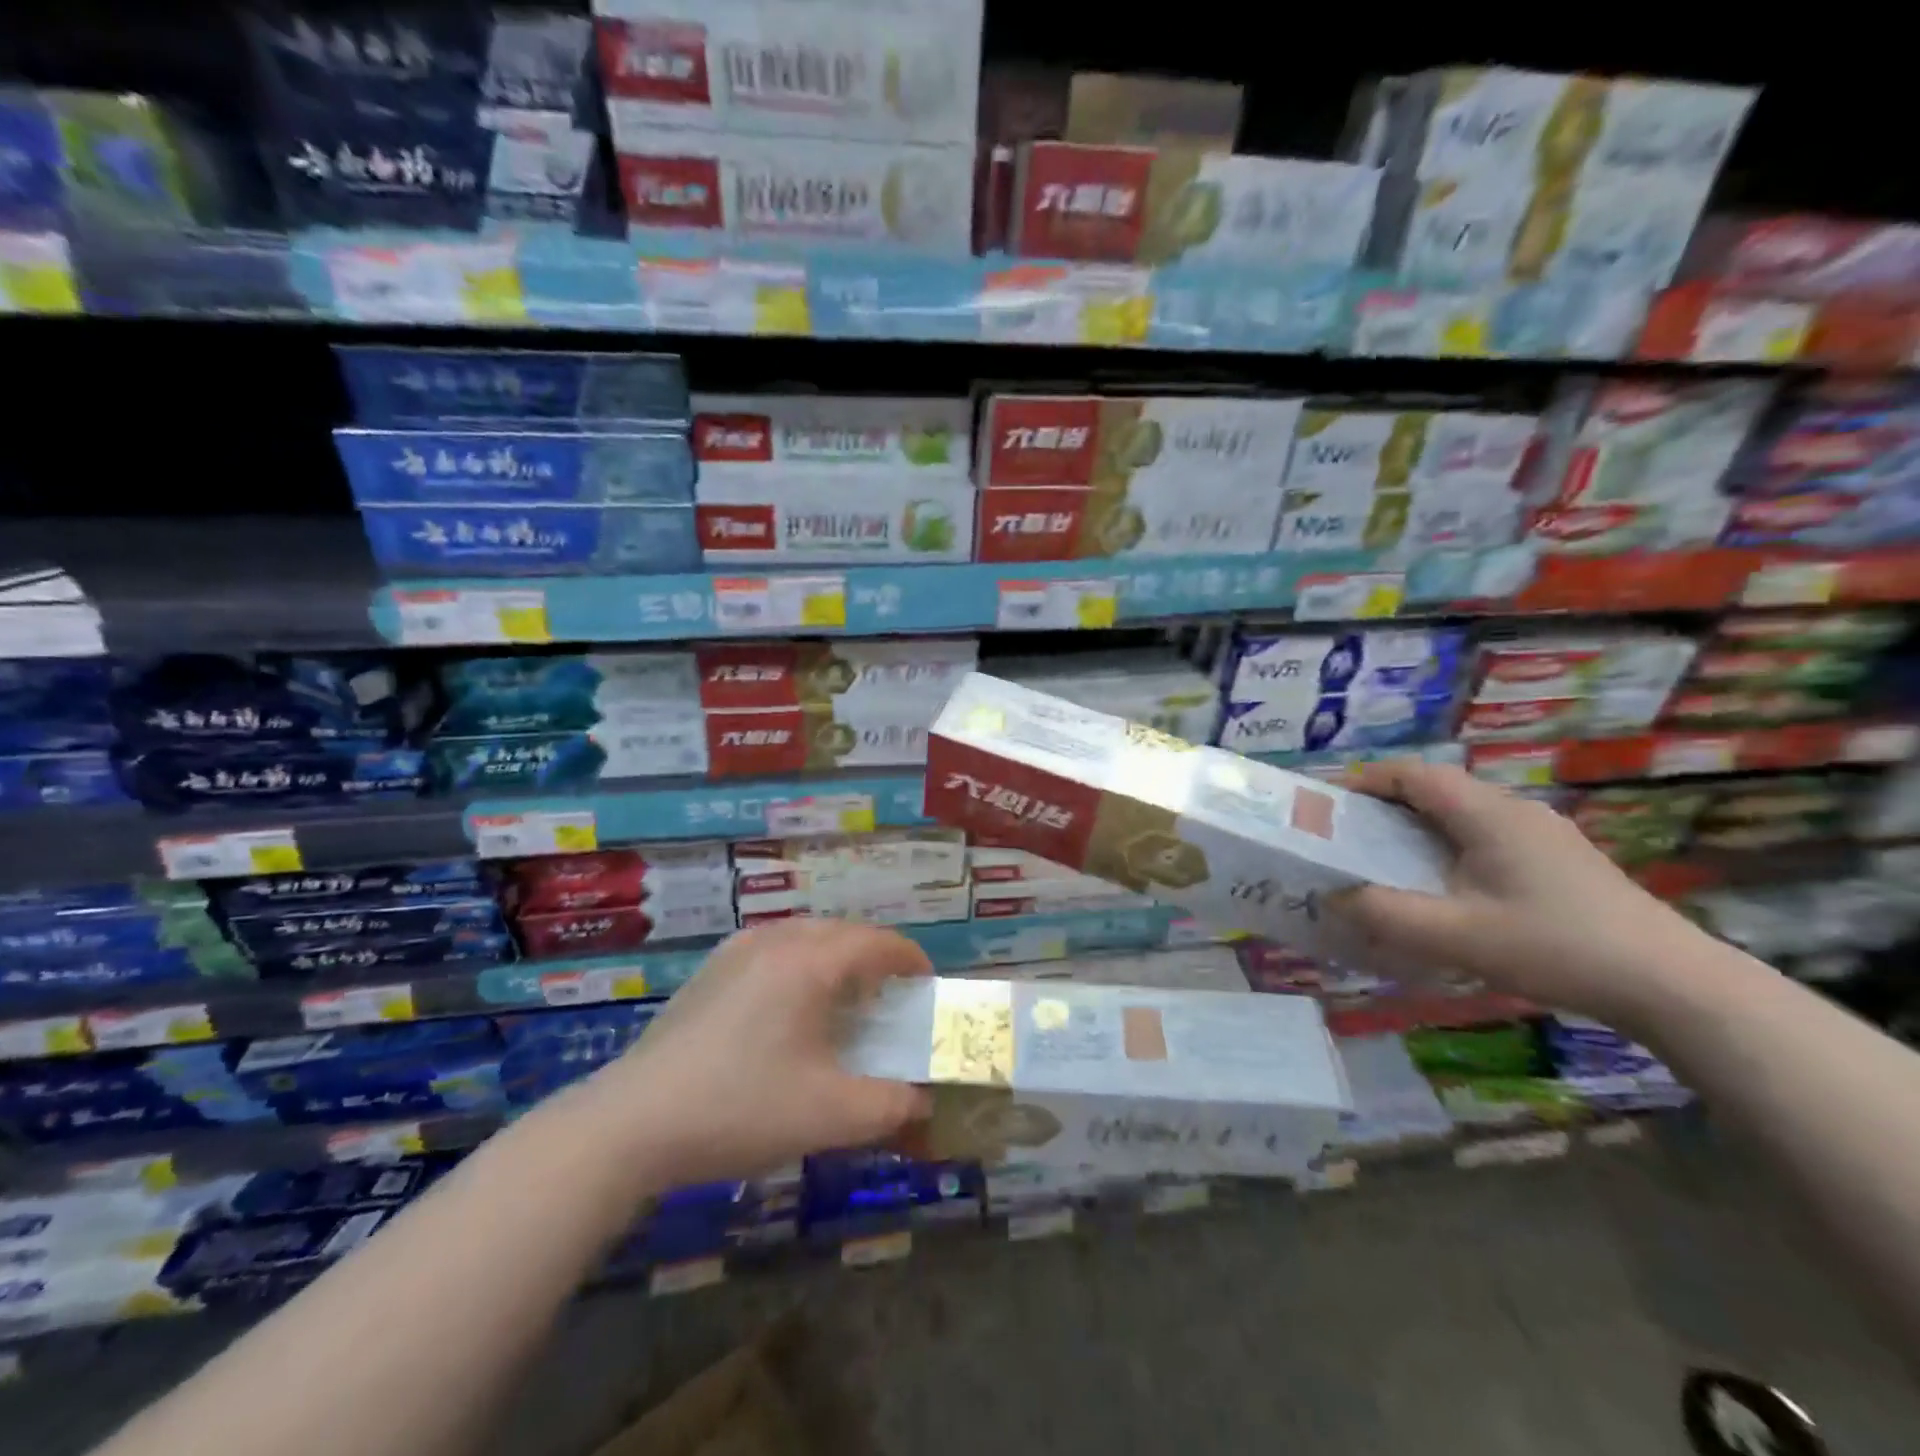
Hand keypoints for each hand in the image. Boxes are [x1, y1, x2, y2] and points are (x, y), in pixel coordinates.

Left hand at [585, 919, 932, 1187]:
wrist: (632, 1123)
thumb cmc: (741, 1108)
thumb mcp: (829, 1115)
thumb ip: (890, 1106)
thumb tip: (923, 1104)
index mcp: (811, 962)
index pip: (878, 942)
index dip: (911, 959)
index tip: (927, 985)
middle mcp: (776, 941)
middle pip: (843, 932)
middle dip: (876, 956)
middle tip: (892, 995)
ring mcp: (737, 952)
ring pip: (805, 935)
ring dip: (836, 956)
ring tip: (846, 997)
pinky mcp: (710, 971)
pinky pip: (773, 948)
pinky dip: (801, 963)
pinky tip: (791, 1006)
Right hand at [1334, 759, 1717, 1026]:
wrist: (1673, 984)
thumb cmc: (1555, 946)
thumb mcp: (1456, 935)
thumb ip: (1385, 914)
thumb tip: (1331, 897)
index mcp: (1487, 813)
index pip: (1414, 774)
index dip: (1366, 781)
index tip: (1329, 806)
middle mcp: (1515, 810)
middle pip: (1436, 790)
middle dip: (1385, 807)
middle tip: (1348, 839)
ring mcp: (1543, 834)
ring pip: (1463, 814)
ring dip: (1418, 828)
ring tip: (1387, 862)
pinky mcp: (1560, 860)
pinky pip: (1486, 836)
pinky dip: (1449, 846)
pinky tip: (1447, 887)